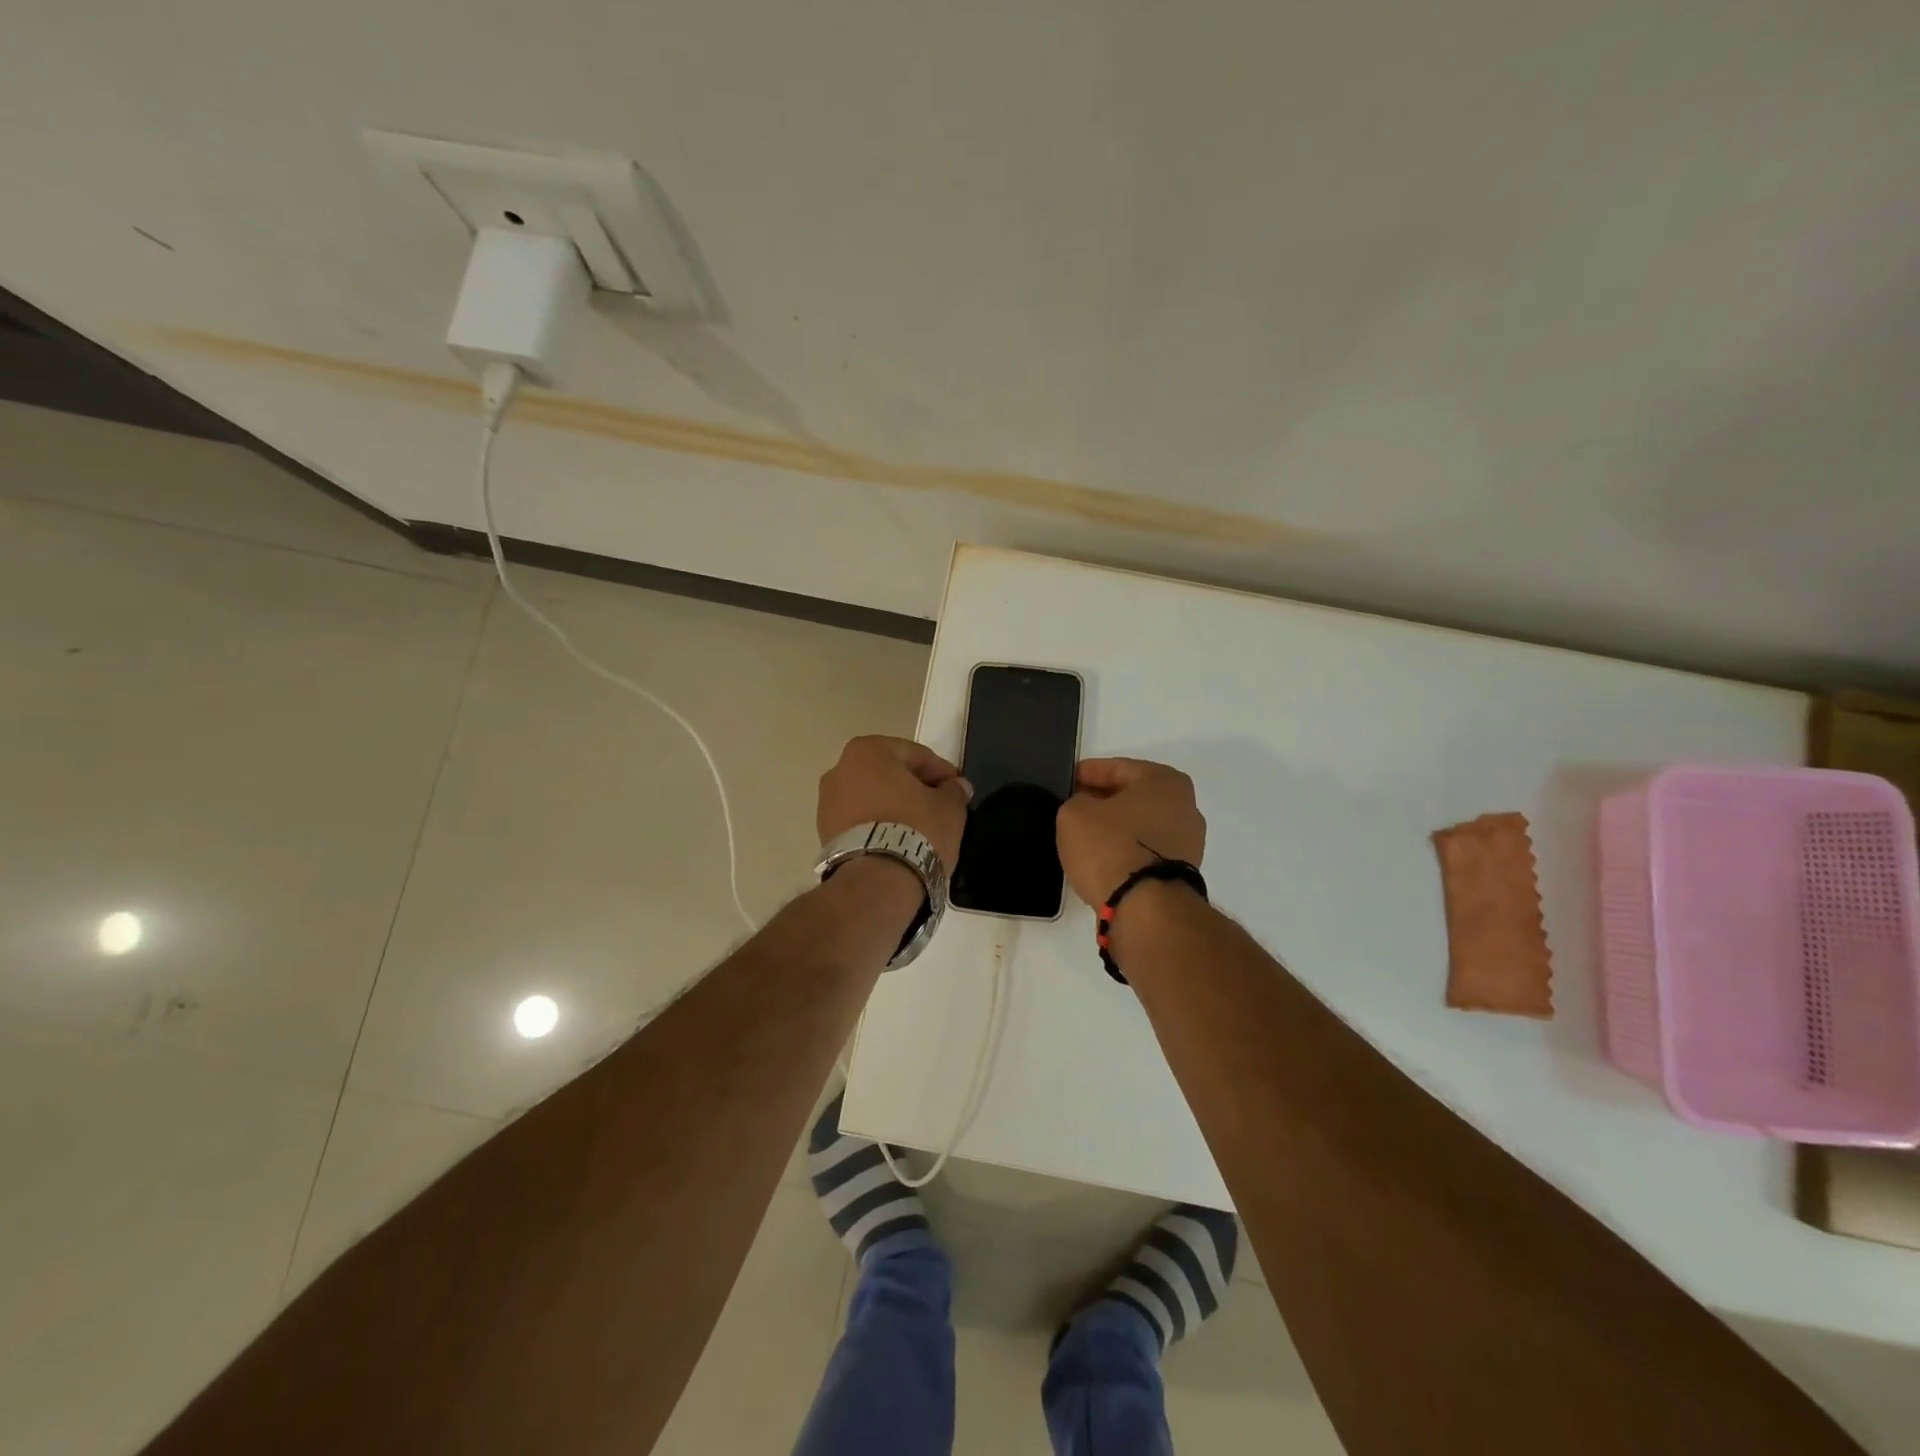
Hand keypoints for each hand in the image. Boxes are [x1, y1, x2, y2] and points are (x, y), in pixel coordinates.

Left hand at [817, 736, 970, 871]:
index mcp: (868, 750)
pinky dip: (877, 826)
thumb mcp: (949, 807)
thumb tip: (956, 787)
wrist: (876, 881)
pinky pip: (859, 821)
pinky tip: (897, 842)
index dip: (941, 771)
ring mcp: (826, 803)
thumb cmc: (916, 830)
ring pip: (872, 797)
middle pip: (889, 774)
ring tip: (919, 829)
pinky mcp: (824, 833)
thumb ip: (954, 790)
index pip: (915, 755)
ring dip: (894, 807)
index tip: (958, 789)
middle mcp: (840, 769)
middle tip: (939, 806)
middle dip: (913, 787)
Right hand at [1056, 758, 1205, 907]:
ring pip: (1141, 825)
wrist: (1145, 908)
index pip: (1117, 768)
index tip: (1067, 781)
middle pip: (1134, 796)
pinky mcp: (1182, 873)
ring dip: (1116, 828)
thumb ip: (1077, 801)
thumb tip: (1086, 808)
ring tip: (1086, 836)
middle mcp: (1185, 806)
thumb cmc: (1110, 847)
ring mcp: (1188, 842)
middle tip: (1074, 806)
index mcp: (1164, 781)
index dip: (1087, 772)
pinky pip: (1146, 851)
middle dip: (1104, 800)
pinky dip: (1126, 851)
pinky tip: (1104, 858)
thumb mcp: (1074, 814)